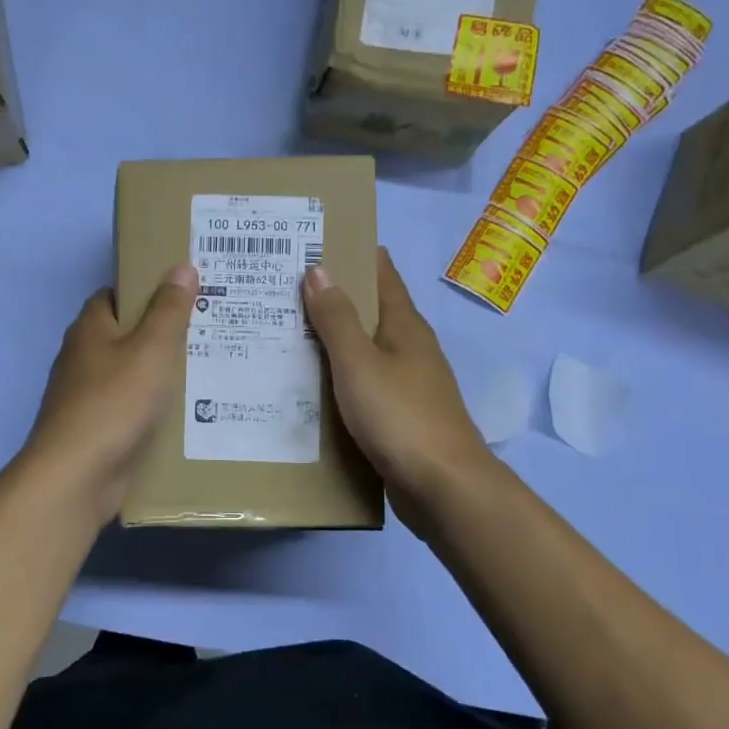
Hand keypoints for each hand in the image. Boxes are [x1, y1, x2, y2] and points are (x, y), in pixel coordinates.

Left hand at [21, 265, 197, 520]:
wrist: (77, 476)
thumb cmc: (114, 402)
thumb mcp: (151, 349)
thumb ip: (168, 310)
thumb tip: (181, 267)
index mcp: (89, 329)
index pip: (115, 295)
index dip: (146, 289)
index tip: (184, 291)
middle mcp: (82, 358)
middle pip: (125, 335)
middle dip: (161, 332)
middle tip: (207, 328)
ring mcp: (86, 397)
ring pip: (129, 374)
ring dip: (159, 373)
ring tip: (207, 367)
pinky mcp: (96, 430)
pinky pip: (130, 409)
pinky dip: (153, 407)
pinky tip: (187, 412)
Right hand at [303, 248, 493, 529]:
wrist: (443, 487)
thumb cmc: (400, 417)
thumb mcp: (359, 363)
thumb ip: (336, 319)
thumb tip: (318, 269)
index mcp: (405, 326)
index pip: (382, 275)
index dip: (355, 254)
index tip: (317, 242)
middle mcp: (410, 349)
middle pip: (371, 311)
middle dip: (335, 297)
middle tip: (285, 288)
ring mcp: (409, 384)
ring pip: (365, 351)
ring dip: (333, 341)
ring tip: (287, 333)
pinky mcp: (401, 417)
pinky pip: (363, 385)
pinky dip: (339, 378)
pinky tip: (311, 386)